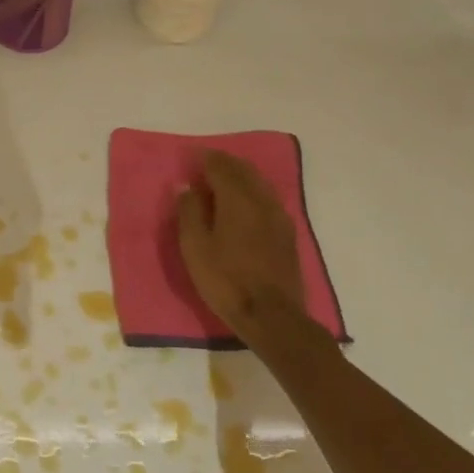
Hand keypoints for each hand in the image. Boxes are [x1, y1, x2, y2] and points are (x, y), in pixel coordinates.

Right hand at [176, 150, 309, 350]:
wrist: (272, 316)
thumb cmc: (225, 280)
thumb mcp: (194, 247)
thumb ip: (189, 212)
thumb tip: (186, 186)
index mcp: (237, 200)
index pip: (221, 167)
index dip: (205, 159)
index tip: (191, 157)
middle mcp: (262, 201)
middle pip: (244, 171)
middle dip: (224, 163)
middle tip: (205, 164)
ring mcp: (279, 217)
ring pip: (259, 184)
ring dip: (241, 176)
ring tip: (223, 180)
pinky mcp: (287, 234)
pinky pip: (267, 199)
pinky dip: (252, 191)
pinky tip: (244, 203)